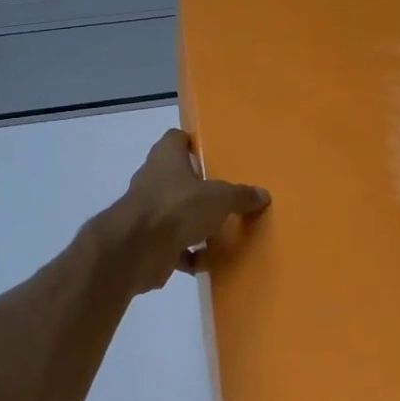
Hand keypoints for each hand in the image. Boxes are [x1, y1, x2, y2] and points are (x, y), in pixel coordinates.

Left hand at [112, 129, 269, 287]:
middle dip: (198, 188)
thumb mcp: (219, 198)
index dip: (192, 142)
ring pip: (175, 212)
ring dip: (194, 224)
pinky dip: (187, 254)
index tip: (211, 152)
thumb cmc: (177, 207)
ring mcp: (147, 211)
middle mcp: (153, 179)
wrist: (136, 250)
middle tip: (224, 195)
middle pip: (177, 177)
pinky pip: (172, 245)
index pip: (176, 139)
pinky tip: (206, 262)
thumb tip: (263, 195)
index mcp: (166, 158)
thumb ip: (240, 196)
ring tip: (220, 231)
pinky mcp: (146, 241)